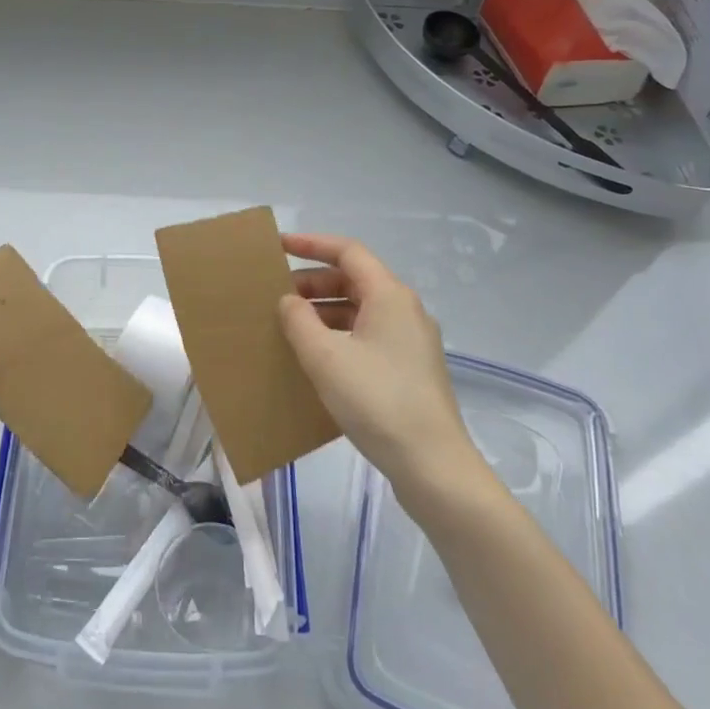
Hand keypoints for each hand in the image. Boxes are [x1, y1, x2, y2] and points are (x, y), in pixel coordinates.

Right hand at [277, 233, 488, 506]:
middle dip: (313, 282)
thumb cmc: (377, 400)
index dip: (312, 244)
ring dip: (324, 310)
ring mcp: (411, 341)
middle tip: (277, 296)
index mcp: (390, 296)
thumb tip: (289, 301)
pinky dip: (339, 334)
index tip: (279, 247)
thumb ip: (299, 321)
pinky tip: (317, 357)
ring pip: (361, 309)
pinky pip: (368, 335)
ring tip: (290, 326)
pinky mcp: (410, 368)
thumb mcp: (325, 357)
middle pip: (354, 279)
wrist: (432, 464)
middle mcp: (405, 310)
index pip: (348, 252)